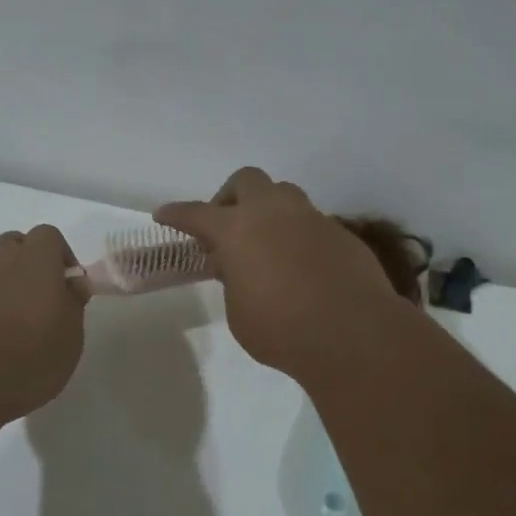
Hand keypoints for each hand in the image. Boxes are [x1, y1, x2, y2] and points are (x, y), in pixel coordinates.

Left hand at [0, 226, 87, 423]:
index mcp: (36, 262)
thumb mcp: (70, 342)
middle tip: (33, 299)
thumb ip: (72, 305)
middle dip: (26, 261)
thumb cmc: (25, 366)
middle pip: (13, 241)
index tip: (66, 286)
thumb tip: (71, 282)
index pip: (50, 236)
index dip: (59, 256)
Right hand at [155, 168, 406, 378]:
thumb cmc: (280, 328)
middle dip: (230, 197)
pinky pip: (311, 223)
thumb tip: (238, 265)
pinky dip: (297, 235)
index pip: (196, 214)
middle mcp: (273, 213)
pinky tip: (299, 265)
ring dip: (268, 210)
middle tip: (226, 228)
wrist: (352, 333)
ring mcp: (312, 219)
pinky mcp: (341, 234)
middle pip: (246, 181)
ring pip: (284, 194)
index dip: (177, 214)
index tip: (164, 215)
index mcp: (237, 229)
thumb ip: (233, 280)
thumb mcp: (239, 311)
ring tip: (264, 243)